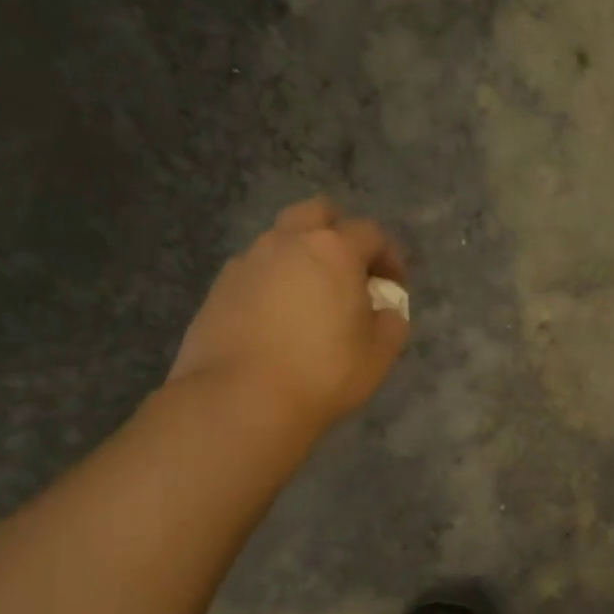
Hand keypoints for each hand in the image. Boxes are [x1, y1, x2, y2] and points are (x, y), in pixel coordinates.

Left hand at [168, 198, 408, 440]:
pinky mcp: (219, 288)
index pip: (370, 233)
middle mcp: (287, 243)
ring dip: (302, 257)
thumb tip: (384, 311)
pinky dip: (273, 282)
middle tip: (349, 271)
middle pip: (316, 213)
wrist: (240, 400)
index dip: (389, 256)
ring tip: (312, 298)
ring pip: (280, 240)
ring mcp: (247, 262)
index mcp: (333, 250)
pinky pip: (255, 271)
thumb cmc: (323, 372)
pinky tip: (278, 319)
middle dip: (338, 233)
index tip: (394, 285)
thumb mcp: (379, 353)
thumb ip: (391, 322)